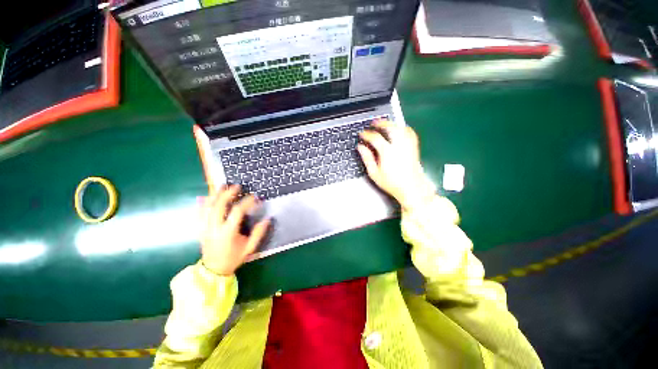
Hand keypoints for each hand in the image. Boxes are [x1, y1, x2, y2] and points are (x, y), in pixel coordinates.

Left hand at [198, 185, 269, 275]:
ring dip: (215, 195)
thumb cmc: (234, 258)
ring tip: (222, 186)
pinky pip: (199, 213)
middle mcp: (214, 228)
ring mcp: (205, 228)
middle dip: (227, 194)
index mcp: (228, 232)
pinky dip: (203, 203)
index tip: (255, 197)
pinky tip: (208, 196)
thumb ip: (258, 233)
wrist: (213, 270)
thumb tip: (268, 219)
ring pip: (207, 207)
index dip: (247, 202)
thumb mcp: (249, 248)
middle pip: (219, 206)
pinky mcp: (200, 228)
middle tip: (236, 186)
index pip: (237, 212)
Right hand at [358, 120, 434, 209]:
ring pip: (401, 128)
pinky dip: (403, 128)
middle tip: (373, 123)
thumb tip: (360, 147)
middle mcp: (399, 146)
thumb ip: (367, 158)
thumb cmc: (392, 183)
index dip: (367, 134)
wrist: (411, 189)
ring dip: (392, 123)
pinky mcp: (414, 148)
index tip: (362, 134)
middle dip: (381, 123)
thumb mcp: (374, 173)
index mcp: (387, 152)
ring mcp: (408, 146)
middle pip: (390, 128)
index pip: (375, 138)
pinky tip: (400, 129)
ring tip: (385, 123)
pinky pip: (410, 133)